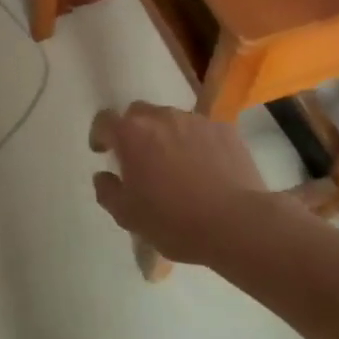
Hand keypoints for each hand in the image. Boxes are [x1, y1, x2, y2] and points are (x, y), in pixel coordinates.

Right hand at [88, 103, 334, 268]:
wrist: (238, 224)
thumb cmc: (175, 221)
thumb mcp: (128, 216)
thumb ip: (107, 191)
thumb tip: (103, 176)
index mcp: (131, 134)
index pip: (104, 120)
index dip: (99, 134)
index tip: (103, 152)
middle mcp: (161, 117)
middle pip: (138, 113)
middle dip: (134, 130)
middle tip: (139, 158)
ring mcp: (195, 120)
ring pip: (171, 119)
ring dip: (166, 135)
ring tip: (176, 164)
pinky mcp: (225, 130)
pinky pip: (201, 130)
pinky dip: (196, 143)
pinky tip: (206, 168)